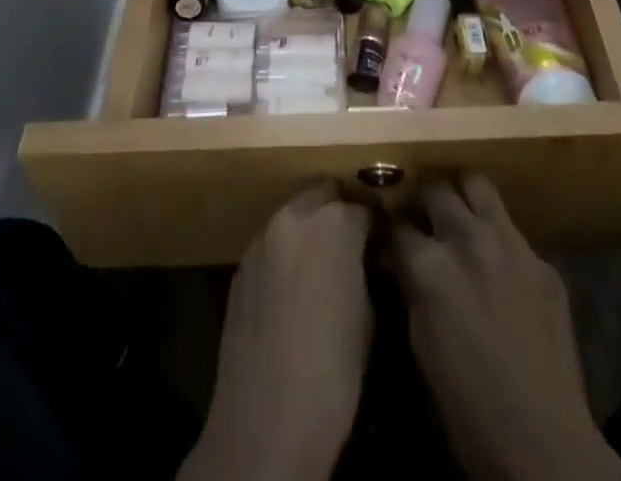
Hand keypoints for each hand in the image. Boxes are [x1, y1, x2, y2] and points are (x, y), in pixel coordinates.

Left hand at [180, 187, 371, 480]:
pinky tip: (291, 292)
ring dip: (308, 231)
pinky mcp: (239, 267)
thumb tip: (363, 262)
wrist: (264, 424)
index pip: (363, 208)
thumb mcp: (368, 317)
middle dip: (338, 214)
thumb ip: (364, 271)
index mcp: (334, 223)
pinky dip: (284, 256)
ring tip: (320, 269)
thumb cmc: (332, 373)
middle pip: (322, 195)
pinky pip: (270, 247)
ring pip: (292, 217)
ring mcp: (261, 240)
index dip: (374, 229)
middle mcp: (294, 216)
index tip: (380, 249)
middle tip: (351, 249)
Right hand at [392, 178, 620, 480]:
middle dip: (425, 200)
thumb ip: (411, 289)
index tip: (389, 231)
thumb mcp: (422, 345)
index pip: (398, 224)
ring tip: (460, 213)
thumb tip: (400, 260)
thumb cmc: (468, 405)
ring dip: (464, 196)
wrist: (543, 441)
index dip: (391, 228)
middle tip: (423, 216)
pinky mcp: (542, 260)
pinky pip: (514, 231)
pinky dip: (500, 239)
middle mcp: (468, 239)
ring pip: (479, 185)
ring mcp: (510, 243)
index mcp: (431, 265)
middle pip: (437, 190)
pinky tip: (500, 265)